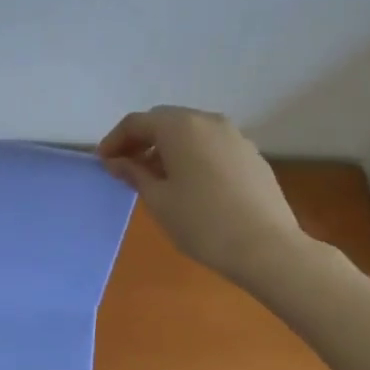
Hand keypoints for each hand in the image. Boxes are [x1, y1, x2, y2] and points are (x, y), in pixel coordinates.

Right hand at [96, 105, 303, 283]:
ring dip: (167, 147)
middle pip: (165, 121)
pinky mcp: (251, 154)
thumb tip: (117, 161)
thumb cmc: (202, 222)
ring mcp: (235, 136)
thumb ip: (134, 173)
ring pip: (190, 132)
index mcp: (180, 127)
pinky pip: (211, 145)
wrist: (267, 248)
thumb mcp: (158, 199)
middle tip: (125, 167)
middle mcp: (208, 121)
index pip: (137, 122)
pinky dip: (192, 155)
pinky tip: (190, 184)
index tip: (103, 162)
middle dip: (141, 140)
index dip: (115, 140)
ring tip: (156, 178)